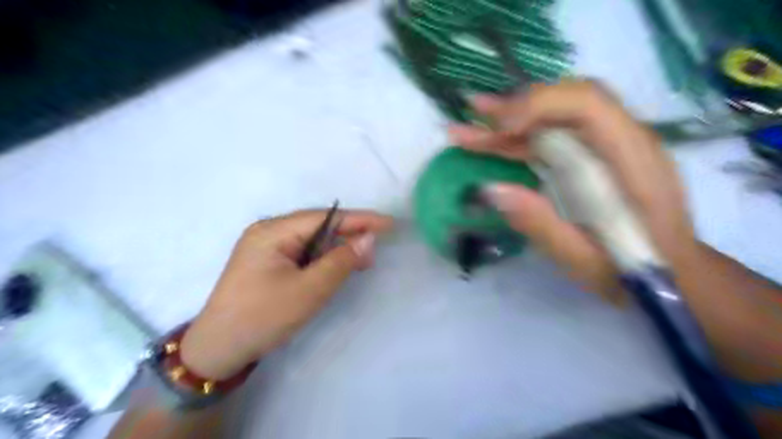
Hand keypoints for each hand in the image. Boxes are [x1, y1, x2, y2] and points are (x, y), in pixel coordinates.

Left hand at [180, 211, 393, 378]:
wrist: (217, 351)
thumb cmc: (263, 317)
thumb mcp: (309, 290)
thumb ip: (341, 261)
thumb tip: (369, 238)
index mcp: (272, 231)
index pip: (325, 217)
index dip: (359, 219)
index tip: (389, 223)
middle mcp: (268, 232)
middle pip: (318, 226)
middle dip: (349, 236)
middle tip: (376, 249)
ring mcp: (265, 248)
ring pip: (311, 241)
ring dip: (337, 250)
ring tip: (362, 262)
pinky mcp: (267, 263)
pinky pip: (302, 254)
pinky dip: (323, 260)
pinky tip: (337, 268)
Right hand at [450, 79, 700, 305]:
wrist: (672, 274)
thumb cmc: (633, 271)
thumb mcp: (582, 259)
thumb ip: (540, 223)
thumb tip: (489, 188)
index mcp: (631, 160)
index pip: (587, 104)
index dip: (539, 105)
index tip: (501, 127)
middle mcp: (622, 141)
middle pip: (566, 102)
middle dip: (516, 106)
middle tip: (472, 112)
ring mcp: (607, 147)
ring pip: (554, 118)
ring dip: (509, 122)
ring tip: (467, 128)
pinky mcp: (594, 158)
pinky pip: (553, 138)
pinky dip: (519, 140)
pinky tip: (490, 144)